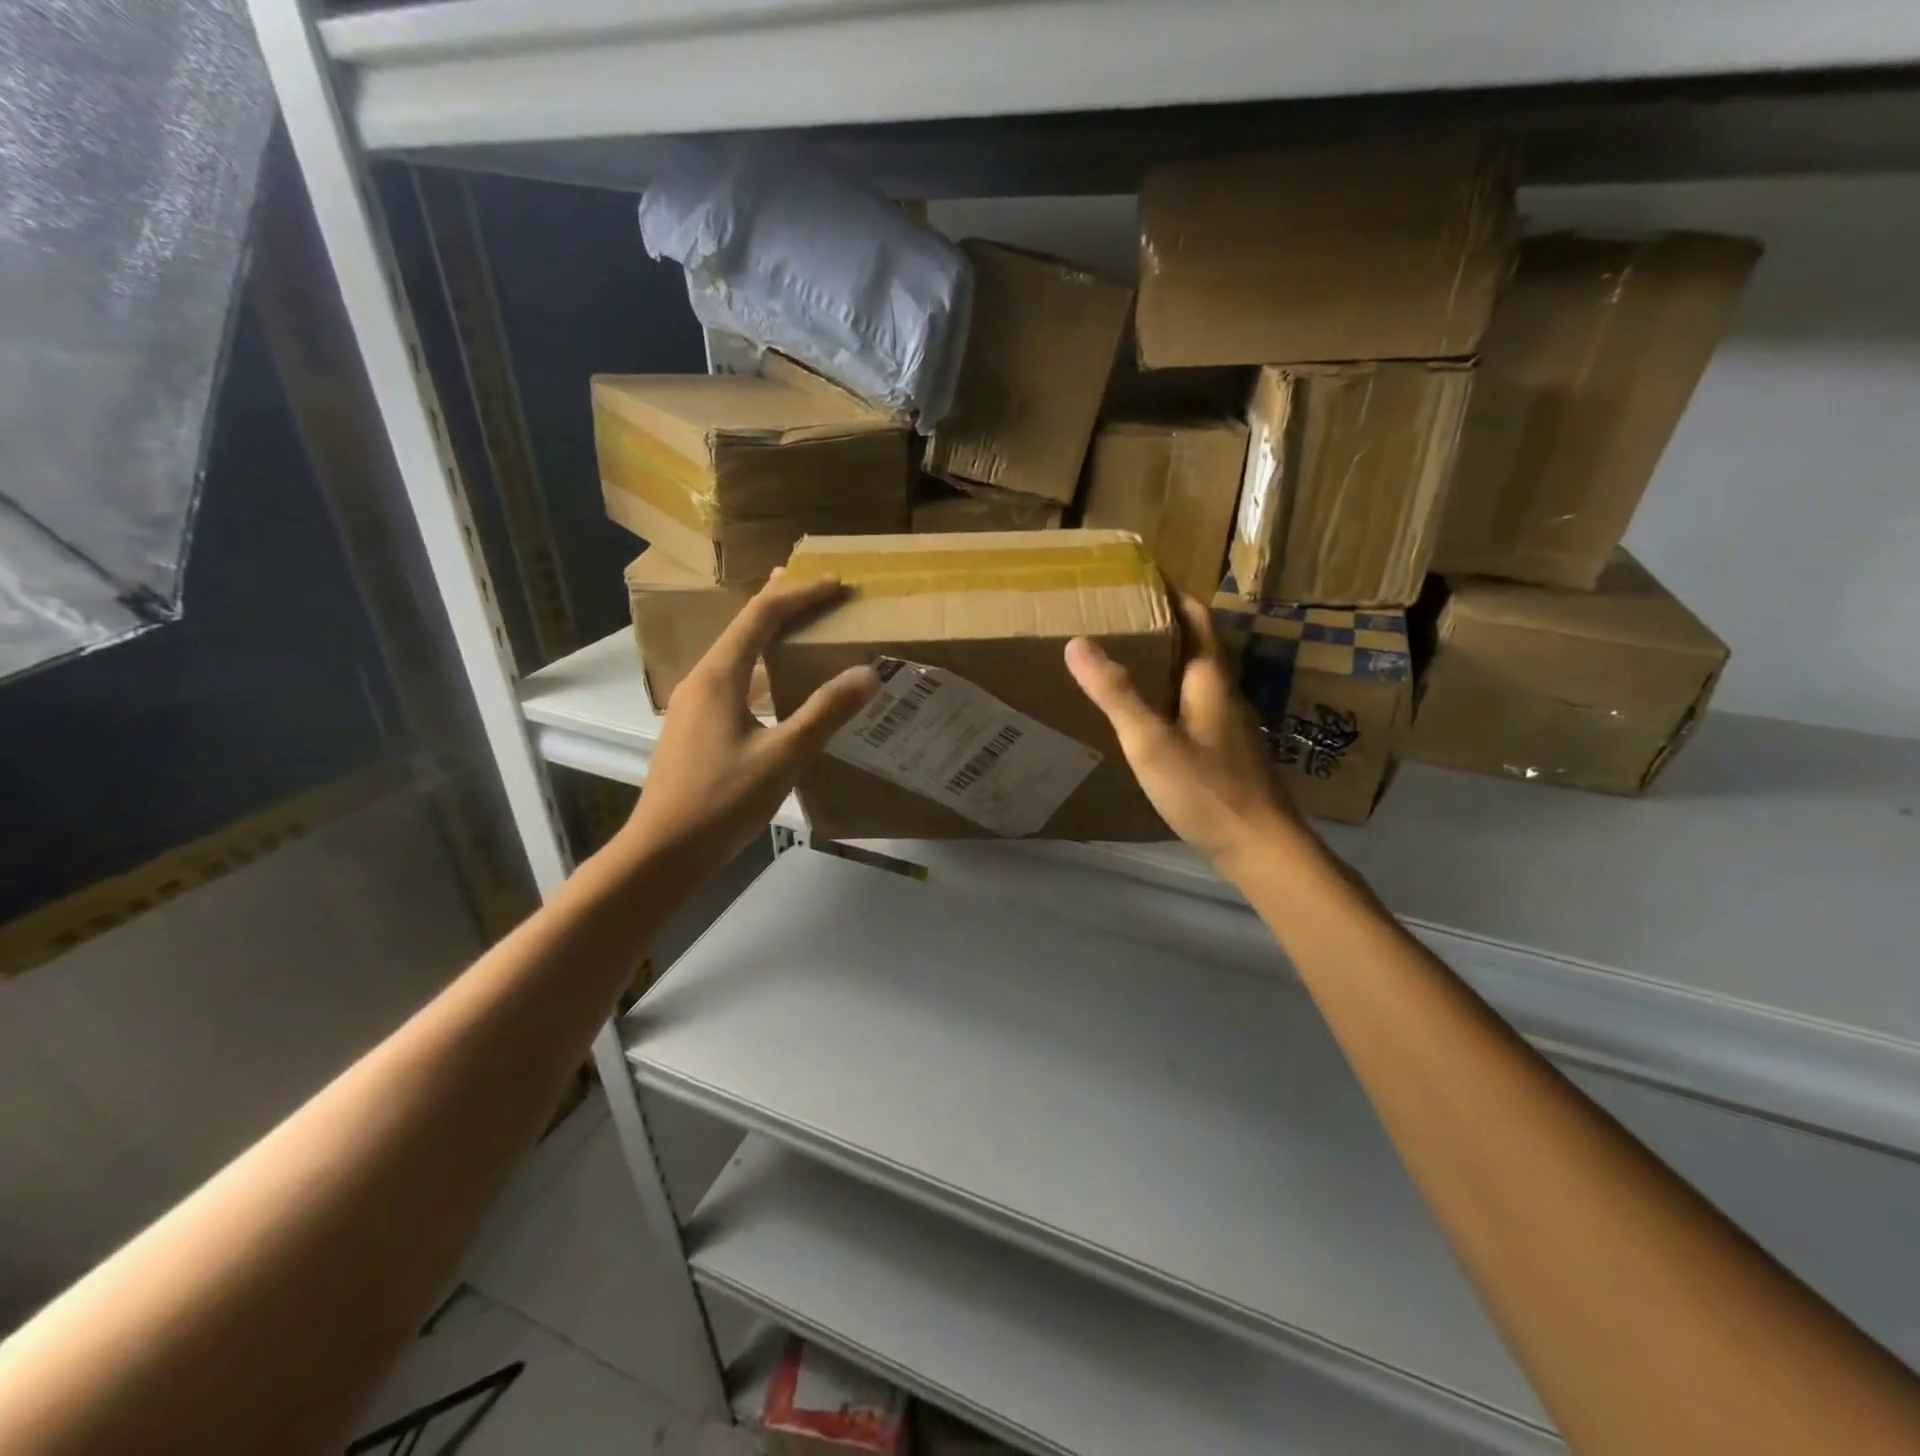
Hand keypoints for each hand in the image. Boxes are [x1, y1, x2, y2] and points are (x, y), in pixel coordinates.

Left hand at [623, 570, 877, 881]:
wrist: (662, 852)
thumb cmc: (721, 802)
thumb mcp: (782, 757)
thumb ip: (825, 713)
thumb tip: (868, 673)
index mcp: (719, 676)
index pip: (761, 616)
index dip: (800, 595)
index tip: (836, 584)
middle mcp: (701, 681)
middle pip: (743, 627)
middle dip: (781, 604)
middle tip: (816, 590)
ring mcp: (693, 706)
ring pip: (736, 655)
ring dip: (768, 635)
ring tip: (797, 625)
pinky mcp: (694, 729)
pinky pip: (732, 680)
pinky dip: (759, 666)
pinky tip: (774, 686)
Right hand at [1066, 594, 1305, 873]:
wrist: (1260, 846)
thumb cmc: (1206, 789)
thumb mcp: (1151, 741)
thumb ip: (1116, 693)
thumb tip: (1077, 643)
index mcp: (1210, 679)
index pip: (1195, 617)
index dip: (1171, 591)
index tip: (1141, 572)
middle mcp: (1223, 692)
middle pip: (1195, 643)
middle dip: (1163, 621)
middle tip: (1120, 612)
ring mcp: (1227, 722)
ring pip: (1194, 675)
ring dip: (1165, 657)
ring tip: (1125, 653)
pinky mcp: (1224, 749)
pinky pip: (1192, 703)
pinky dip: (1167, 691)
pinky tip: (1146, 710)